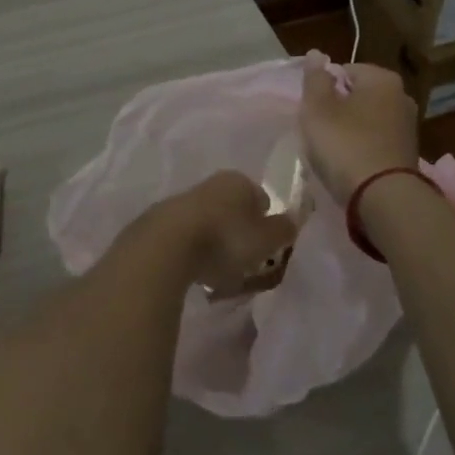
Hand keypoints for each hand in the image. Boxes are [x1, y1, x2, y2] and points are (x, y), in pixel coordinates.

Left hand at [173, 171, 297, 294]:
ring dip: (217, 244)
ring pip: (211, 223)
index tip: (267, 249)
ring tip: (220, 273)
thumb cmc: (226, 239)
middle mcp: (212, 184)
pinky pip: (189, 238)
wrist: (166, 246)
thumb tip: (292, 222)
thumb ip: (284, 230)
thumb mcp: (266, 239)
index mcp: (239, 181)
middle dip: (241, 233)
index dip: (267, 224)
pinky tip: (197, 273)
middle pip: (235, 210)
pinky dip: (195, 253)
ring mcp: (184, 201)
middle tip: (246, 262)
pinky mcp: (162, 222)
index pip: (262, 199)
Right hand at [299, 57, 419, 203]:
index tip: (313, 111)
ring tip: (332, 152)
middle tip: (319, 131)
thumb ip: (315, 78)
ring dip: (349, 131)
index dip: (323, 89)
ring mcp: (408, 126)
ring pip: (366, 120)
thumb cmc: (345, 145)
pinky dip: (362, 148)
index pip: (344, 71)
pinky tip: (350, 165)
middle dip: (337, 110)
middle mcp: (401, 96)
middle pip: (356, 95)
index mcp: (383, 78)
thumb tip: (316, 54)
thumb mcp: (318, 108)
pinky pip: (376, 142)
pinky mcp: (407, 153)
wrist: (383, 198)